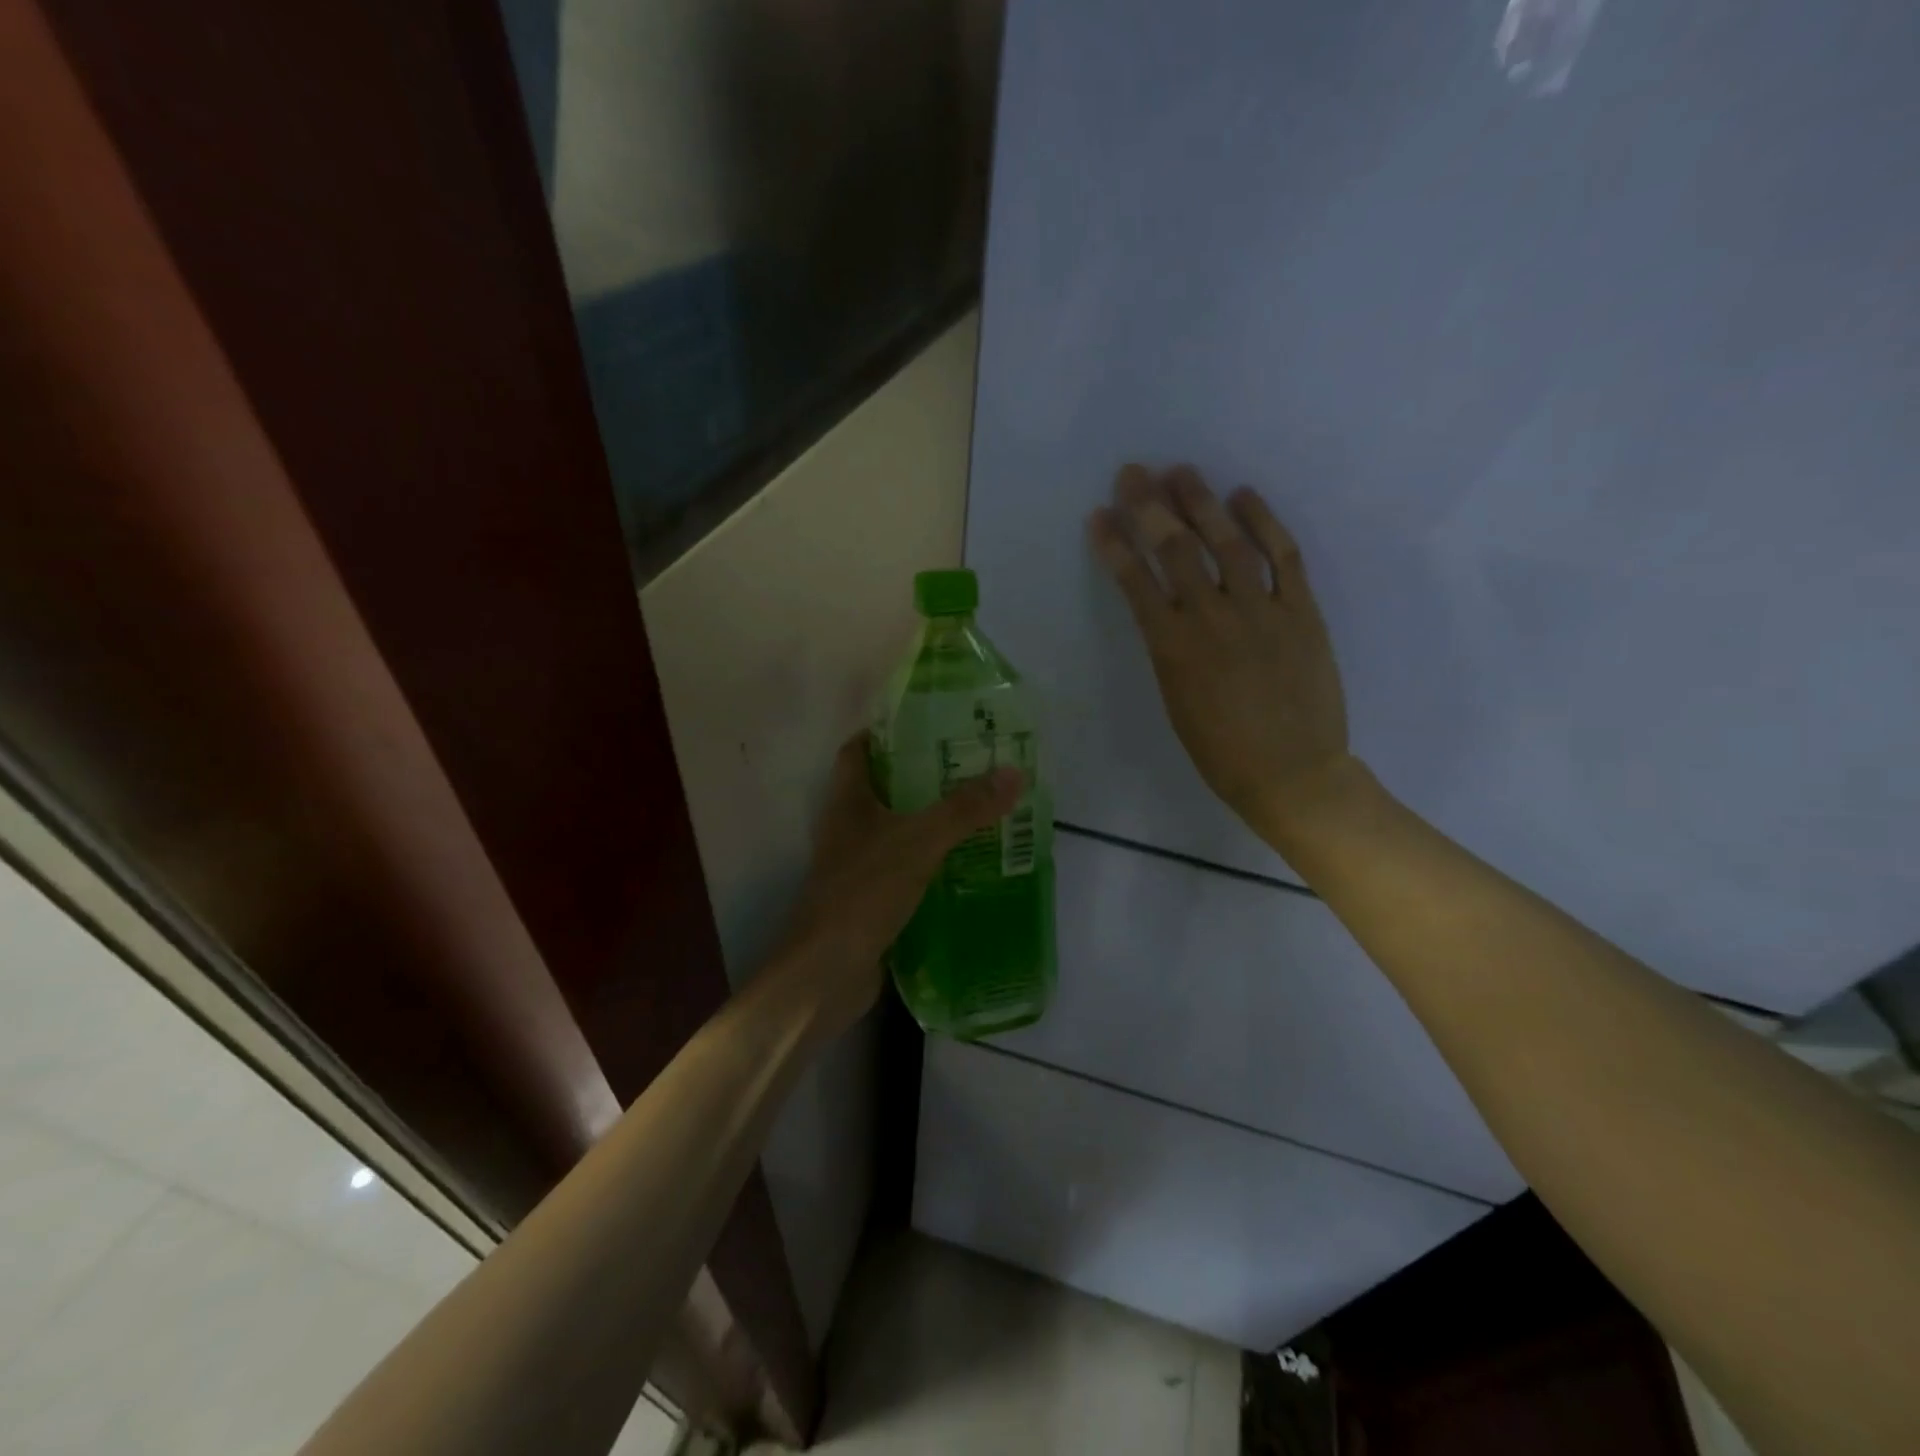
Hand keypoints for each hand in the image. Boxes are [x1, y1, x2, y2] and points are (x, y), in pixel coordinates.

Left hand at [768, 733, 1023, 1034]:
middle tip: (969, 766)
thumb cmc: (865, 891)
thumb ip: (964, 809)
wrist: (829, 971)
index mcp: (847, 802)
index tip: (927, 724)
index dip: (885, 732)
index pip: (858, 750)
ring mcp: (855, 866)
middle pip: (882, 788)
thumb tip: (1013, 774)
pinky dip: (929, 861)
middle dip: (921, 776)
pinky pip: (903, 868)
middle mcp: (846, 828)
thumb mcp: (920, 842)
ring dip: (928, 820)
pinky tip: (964, 863)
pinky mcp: (869, 898)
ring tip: (976, 810)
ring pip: (895, 830)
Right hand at [1088, 464, 1355, 848]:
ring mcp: (1261, 609)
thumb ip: (1168, 649)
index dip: (1115, 544)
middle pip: (1177, 549)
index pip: (1136, 582)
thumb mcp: (1175, 702)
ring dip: (1202, 502)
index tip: (1099, 516)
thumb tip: (1164, 611)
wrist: (1292, 773)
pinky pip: (1284, 555)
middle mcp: (1212, 618)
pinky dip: (1264, 521)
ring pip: (1228, 542)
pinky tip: (1244, 496)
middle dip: (1150, 506)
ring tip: (1182, 471)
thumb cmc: (1221, 752)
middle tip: (1134, 473)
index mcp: (1173, 647)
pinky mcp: (1301, 611)